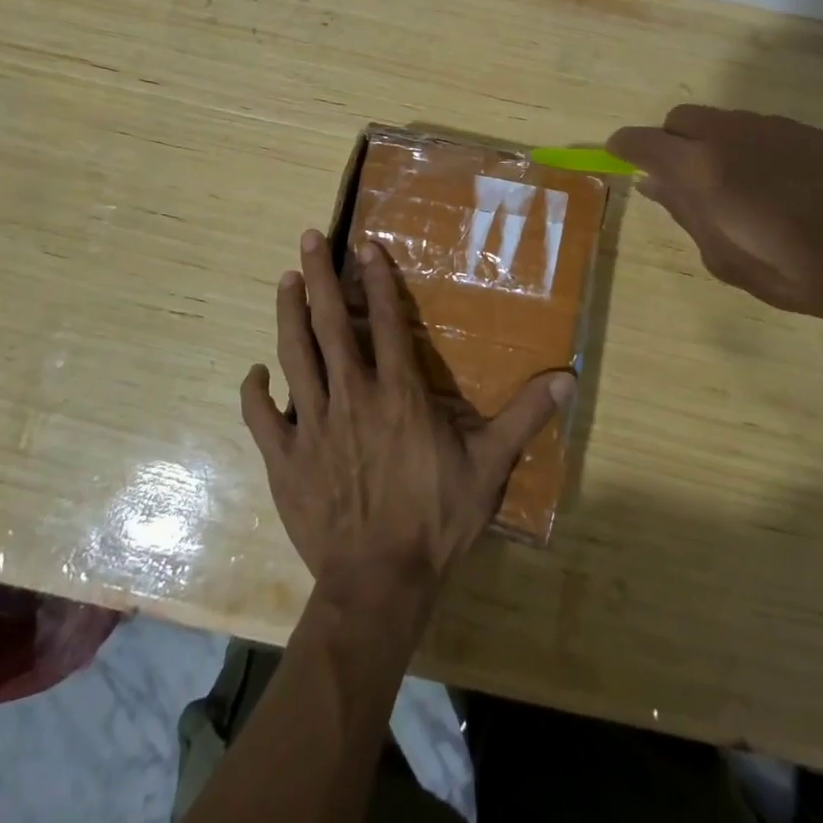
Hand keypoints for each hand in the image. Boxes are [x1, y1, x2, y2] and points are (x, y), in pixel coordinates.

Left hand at [241, 230, 576, 597]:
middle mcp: (352, 396)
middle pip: (332, 324)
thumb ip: (523, 418)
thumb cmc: (436, 521)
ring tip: (284, 280)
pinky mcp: (285, 459)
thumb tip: (567, 379)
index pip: (388, 322)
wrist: (379, 584)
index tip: (364, 244)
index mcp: (399, 394)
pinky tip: (256, 372)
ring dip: (288, 314)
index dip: (378, 279)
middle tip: (307, 238)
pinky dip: (255, 391)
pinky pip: (262, 417)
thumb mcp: (488, 468)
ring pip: (295, 356)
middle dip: (320, 277)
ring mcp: (314, 426)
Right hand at [607, 105, 822, 332]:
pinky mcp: (807, 130)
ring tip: (735, 186)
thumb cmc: (794, 270)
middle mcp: (729, 134)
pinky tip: (776, 183)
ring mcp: (771, 126)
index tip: (619, 157)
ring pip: (722, 120)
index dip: (624, 147)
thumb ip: (685, 213)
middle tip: (682, 179)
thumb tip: (654, 185)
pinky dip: (749, 146)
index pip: (642, 141)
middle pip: (680, 118)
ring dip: (711, 143)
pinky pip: (760, 128)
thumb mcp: (724, 257)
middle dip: (670, 140)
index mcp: (699, 168)